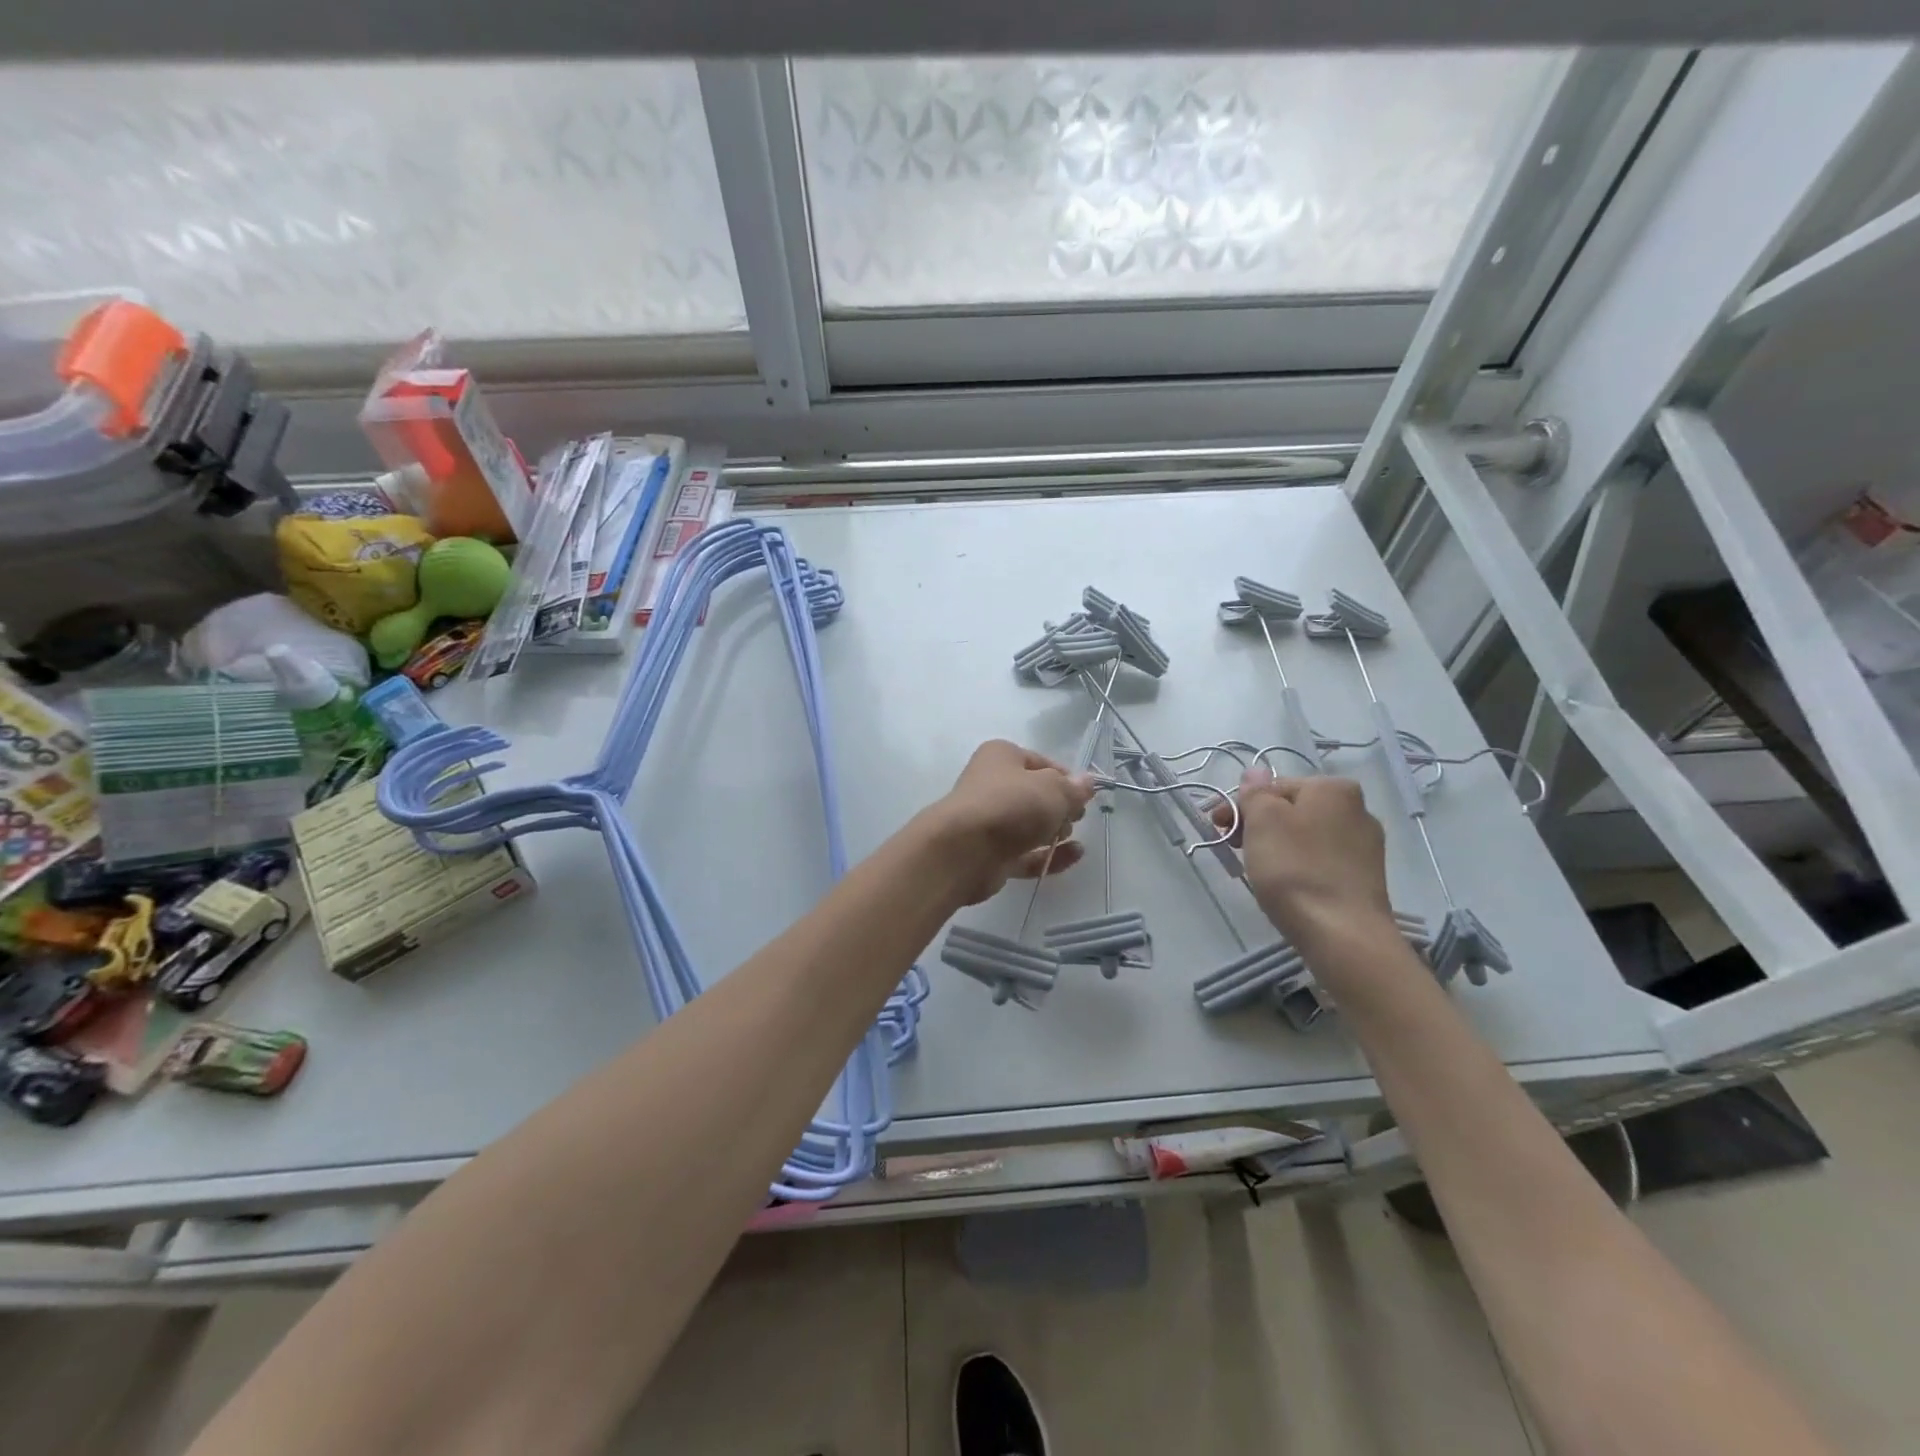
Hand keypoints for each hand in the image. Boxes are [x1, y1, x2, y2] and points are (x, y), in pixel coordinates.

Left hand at [927, 740, 1095, 904]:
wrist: (965, 849)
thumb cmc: (1011, 805)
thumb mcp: (1053, 789)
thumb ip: (1074, 788)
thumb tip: (1086, 782)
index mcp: (1002, 757)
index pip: (1041, 763)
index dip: (1065, 778)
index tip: (1084, 795)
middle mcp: (992, 785)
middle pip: (1035, 795)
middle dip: (1059, 806)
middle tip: (1075, 816)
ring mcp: (990, 822)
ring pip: (1030, 825)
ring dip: (1055, 831)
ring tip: (1068, 836)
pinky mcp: (992, 854)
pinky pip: (1027, 853)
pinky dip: (1050, 855)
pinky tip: (1075, 856)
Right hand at [1213, 770, 1396, 953]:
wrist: (1342, 934)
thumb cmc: (1295, 869)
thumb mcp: (1263, 820)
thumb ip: (1255, 791)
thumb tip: (1255, 772)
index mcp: (1333, 788)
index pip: (1273, 787)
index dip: (1241, 806)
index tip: (1218, 828)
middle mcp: (1357, 809)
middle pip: (1292, 810)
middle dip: (1259, 825)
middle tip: (1234, 850)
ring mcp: (1365, 846)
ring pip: (1306, 836)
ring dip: (1278, 846)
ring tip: (1259, 871)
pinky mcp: (1366, 878)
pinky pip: (1322, 860)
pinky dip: (1300, 866)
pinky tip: (1289, 886)